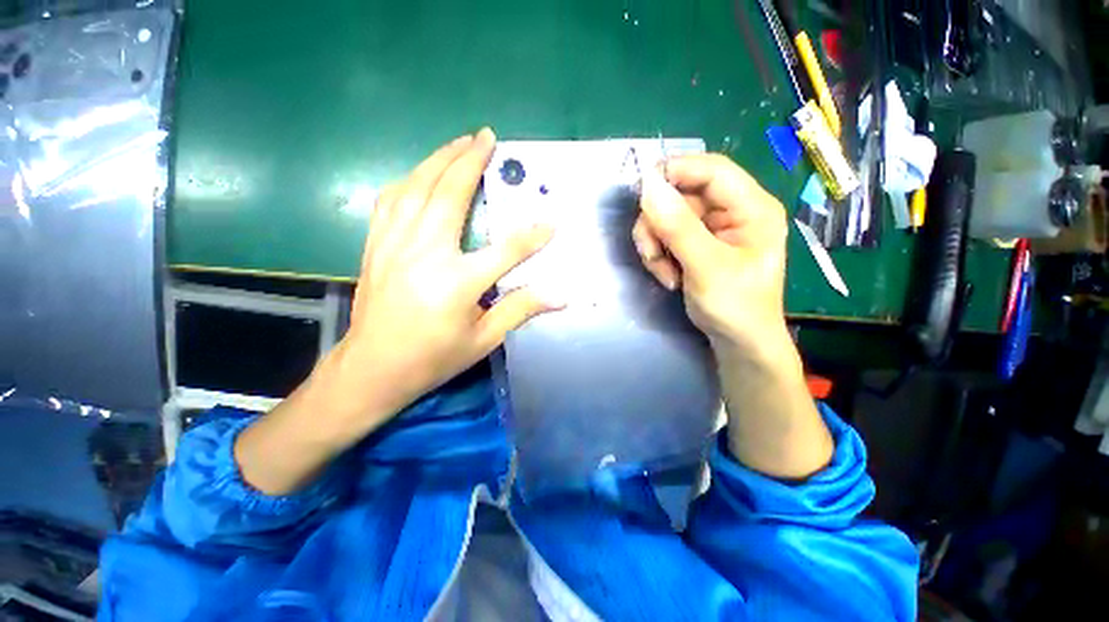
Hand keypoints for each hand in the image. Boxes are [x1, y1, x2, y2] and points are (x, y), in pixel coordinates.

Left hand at [328, 128, 560, 425]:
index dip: (533, 236)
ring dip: (438, 160)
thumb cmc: (433, 357)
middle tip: (486, 137)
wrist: (372, 367)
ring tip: (458, 143)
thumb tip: (562, 297)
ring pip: (416, 188)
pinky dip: (408, 180)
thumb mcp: (484, 339)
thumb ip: (521, 309)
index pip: (506, 251)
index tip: (552, 222)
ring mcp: (394, 245)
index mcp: (457, 283)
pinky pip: (390, 200)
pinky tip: (419, 174)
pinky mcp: (375, 246)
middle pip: (450, 195)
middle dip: (470, 162)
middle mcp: (425, 254)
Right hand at [632, 154, 788, 353]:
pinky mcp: (695, 245)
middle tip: (650, 252)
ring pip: (667, 217)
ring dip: (655, 244)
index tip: (642, 191)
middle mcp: (731, 211)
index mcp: (751, 207)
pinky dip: (658, 255)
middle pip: (681, 195)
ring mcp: (711, 229)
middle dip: (658, 224)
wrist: (737, 342)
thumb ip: (678, 227)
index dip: (676, 171)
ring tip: (663, 273)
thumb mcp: (707, 267)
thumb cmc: (736, 307)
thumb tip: (647, 186)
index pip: (712, 170)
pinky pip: (665, 236)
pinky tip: (668, 277)